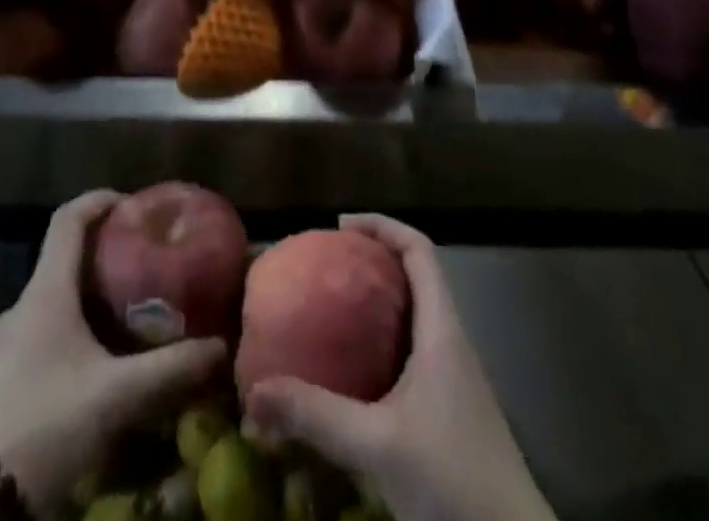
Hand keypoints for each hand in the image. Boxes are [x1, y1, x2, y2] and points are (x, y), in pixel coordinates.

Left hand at [0, 192, 225, 517]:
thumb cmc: (45, 426)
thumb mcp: (117, 397)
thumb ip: (171, 369)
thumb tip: (221, 347)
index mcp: (45, 292)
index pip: (68, 219)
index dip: (99, 200)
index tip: (133, 203)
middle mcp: (22, 306)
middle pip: (64, 259)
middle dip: (105, 254)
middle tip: (145, 265)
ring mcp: (6, 344)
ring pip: (55, 300)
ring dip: (90, 297)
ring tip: (129, 315)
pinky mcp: (1, 379)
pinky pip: (44, 333)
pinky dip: (74, 331)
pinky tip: (98, 365)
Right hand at [245, 216, 552, 520]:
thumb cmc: (454, 481)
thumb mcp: (377, 446)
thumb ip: (316, 416)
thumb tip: (254, 392)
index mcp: (443, 330)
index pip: (420, 250)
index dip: (383, 226)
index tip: (341, 226)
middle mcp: (451, 342)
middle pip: (417, 276)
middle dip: (374, 261)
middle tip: (328, 265)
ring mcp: (455, 378)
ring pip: (416, 316)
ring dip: (380, 302)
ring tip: (333, 308)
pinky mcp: (451, 411)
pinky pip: (414, 351)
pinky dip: (384, 342)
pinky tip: (355, 371)